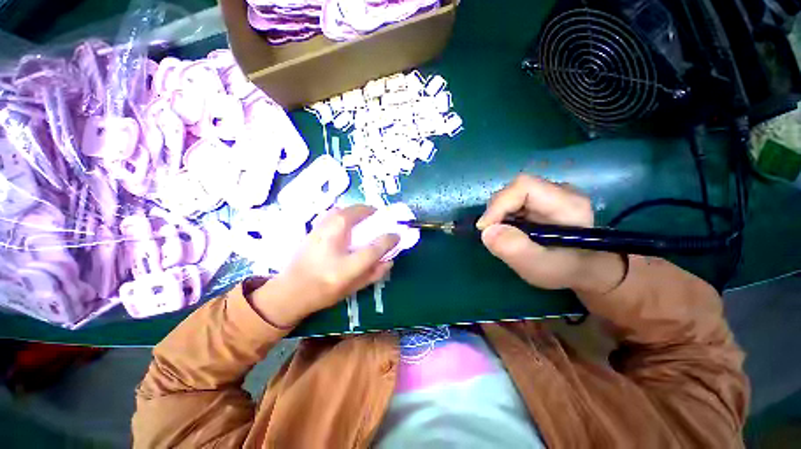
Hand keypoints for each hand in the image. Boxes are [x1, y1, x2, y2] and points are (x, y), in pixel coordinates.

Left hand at [251, 205, 398, 326]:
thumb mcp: (354, 286)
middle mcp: (332, 233)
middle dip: (374, 214)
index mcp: (344, 254)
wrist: (290, 291)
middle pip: (359, 213)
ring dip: (360, 211)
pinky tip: (347, 225)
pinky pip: (335, 213)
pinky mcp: (314, 226)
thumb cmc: (324, 290)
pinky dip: (346, 214)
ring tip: (366, 221)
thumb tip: (390, 259)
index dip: (390, 238)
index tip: (397, 235)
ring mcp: (320, 226)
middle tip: (381, 221)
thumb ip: (375, 272)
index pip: (375, 244)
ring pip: (346, 209)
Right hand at [476, 175, 624, 293]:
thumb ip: (516, 250)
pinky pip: (514, 201)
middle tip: (492, 235)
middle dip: (497, 211)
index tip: (485, 228)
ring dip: (499, 215)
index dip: (499, 204)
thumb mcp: (541, 267)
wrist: (586, 269)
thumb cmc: (567, 270)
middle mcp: (560, 191)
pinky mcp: (541, 200)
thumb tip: (486, 231)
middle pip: (515, 189)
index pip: (523, 187)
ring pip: (512, 195)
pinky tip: (510, 231)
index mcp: (567, 203)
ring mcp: (551, 193)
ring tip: (503, 236)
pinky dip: (504, 216)